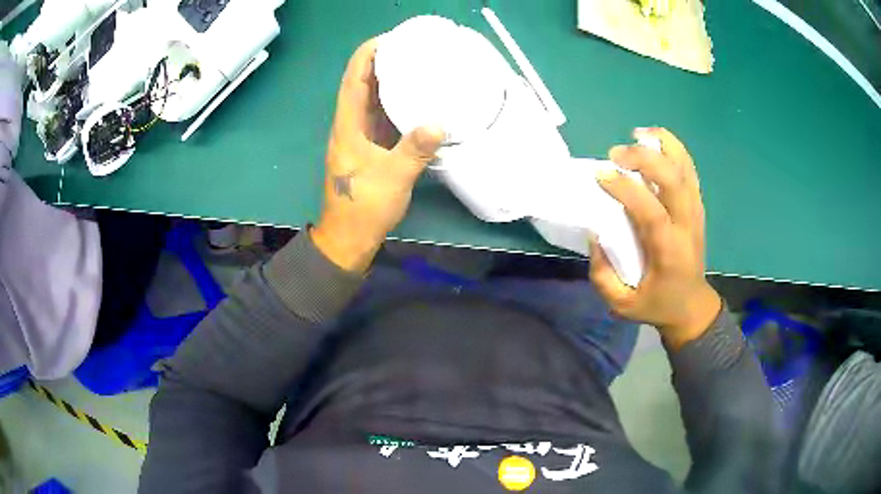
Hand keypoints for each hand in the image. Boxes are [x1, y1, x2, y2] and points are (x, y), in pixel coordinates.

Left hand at [312, 39, 444, 272]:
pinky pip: (380, 118)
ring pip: (371, 101)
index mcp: (348, 128)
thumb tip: (439, 123)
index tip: (385, 39)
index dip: (365, 57)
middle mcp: (350, 127)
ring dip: (387, 81)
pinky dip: (393, 104)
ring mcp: (359, 138)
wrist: (349, 237)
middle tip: (407, 47)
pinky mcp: (369, 149)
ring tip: (412, 65)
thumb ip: (414, 150)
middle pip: (361, 86)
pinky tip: (412, 99)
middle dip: (380, 62)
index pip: (353, 82)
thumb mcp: (393, 178)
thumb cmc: (364, 208)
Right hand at [590, 127, 721, 349]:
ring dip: (662, 145)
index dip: (625, 189)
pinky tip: (655, 142)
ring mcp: (696, 212)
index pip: (651, 211)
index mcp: (669, 251)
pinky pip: (689, 169)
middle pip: (673, 179)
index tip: (600, 175)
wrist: (692, 306)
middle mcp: (687, 225)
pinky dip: (674, 149)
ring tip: (637, 134)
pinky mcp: (697, 206)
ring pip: (685, 167)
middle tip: (615, 153)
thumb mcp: (622, 305)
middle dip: (644, 157)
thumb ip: (603, 275)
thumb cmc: (657, 305)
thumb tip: (596, 233)